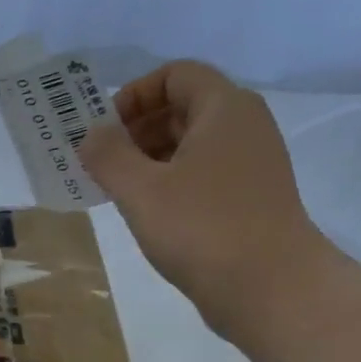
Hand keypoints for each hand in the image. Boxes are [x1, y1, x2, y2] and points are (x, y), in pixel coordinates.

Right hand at [81, 60, 338, 336]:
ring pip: (191, 144)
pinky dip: (170, 181)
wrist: (269, 286)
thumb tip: (91, 135)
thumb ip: (108, 156)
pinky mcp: (249, 198)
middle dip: (136, 129)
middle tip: (100, 163)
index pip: (176, 75)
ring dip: (149, 158)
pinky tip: (146, 212)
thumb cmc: (201, 228)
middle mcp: (243, 126)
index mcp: (224, 109)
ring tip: (116, 190)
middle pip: (183, 107)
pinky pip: (202, 173)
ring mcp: (251, 163)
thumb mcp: (141, 190)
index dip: (134, 94)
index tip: (104, 130)